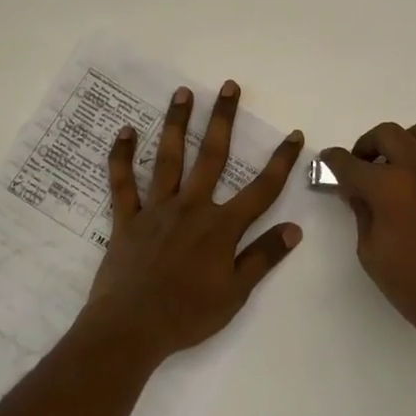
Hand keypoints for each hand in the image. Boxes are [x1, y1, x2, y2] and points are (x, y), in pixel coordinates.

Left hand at [83, 80, 304, 362]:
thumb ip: (263, 257)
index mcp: (221, 227)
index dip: (280, 161)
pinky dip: (121, 156)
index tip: (294, 134)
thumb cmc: (188, 315)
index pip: (260, 189)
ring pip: (168, 158)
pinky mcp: (127, 218)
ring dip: (176, 124)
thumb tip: (294, 229)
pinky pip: (122, 182)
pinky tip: (125, 131)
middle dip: (222, 119)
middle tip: (228, 86)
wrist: (131, 329)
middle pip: (211, 156)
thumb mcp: (235, 293)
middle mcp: (191, 207)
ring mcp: (156, 209)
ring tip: (182, 93)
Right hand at [320, 123, 415, 361]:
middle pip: (386, 133)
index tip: (327, 162)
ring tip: (398, 167)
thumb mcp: (371, 254)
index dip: (332, 161)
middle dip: (367, 145)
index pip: (349, 163)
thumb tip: (357, 192)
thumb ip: (361, 214)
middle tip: (362, 165)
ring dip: (404, 144)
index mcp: (388, 187)